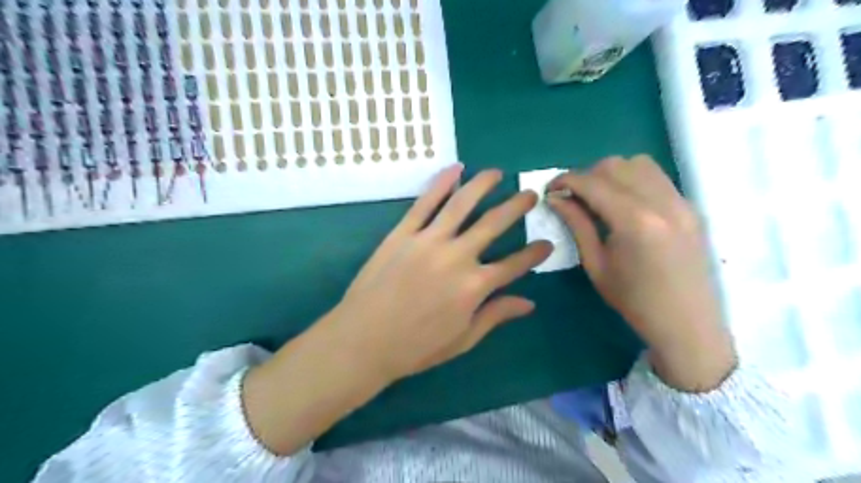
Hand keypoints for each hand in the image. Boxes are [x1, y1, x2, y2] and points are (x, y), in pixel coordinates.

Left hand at [242, 164, 551, 454]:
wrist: (364, 340)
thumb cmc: (416, 347)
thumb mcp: (462, 339)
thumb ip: (496, 316)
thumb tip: (529, 302)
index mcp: (475, 287)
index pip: (514, 264)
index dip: (534, 254)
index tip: (546, 243)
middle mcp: (457, 257)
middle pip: (494, 224)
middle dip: (517, 206)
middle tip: (530, 194)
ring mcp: (429, 240)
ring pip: (462, 203)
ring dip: (483, 184)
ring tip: (497, 172)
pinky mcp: (403, 233)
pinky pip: (425, 202)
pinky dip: (441, 183)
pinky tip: (455, 169)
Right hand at [547, 154, 736, 391]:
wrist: (687, 323)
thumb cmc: (633, 300)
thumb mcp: (596, 264)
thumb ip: (576, 224)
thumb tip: (556, 198)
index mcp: (634, 221)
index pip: (593, 183)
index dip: (565, 180)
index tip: (550, 190)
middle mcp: (661, 202)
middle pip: (615, 166)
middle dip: (587, 176)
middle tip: (573, 197)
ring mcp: (681, 202)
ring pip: (639, 164)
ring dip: (612, 174)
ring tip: (599, 197)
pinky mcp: (690, 207)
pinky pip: (657, 178)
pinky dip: (633, 181)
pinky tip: (625, 204)